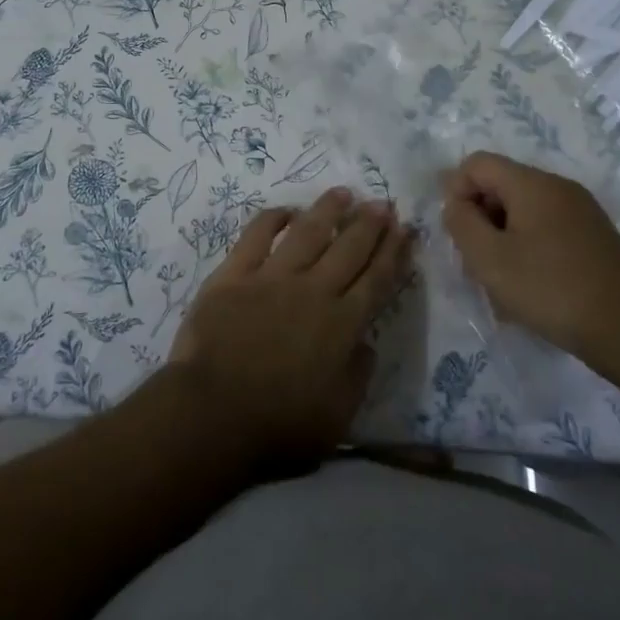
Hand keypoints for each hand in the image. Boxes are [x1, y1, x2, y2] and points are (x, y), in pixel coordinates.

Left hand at [168, 187, 411, 474]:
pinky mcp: (235, 273)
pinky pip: (257, 235)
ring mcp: (272, 276)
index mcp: (342, 324)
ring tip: (343, 193)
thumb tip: (366, 343)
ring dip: (328, 210)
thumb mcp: (338, 417)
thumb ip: (357, 375)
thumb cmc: (279, 426)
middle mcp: (313, 290)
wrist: (213, 413)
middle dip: (369, 222)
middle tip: (382, 202)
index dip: (394, 252)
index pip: (377, 279)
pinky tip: (286, 210)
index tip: (405, 229)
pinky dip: (273, 218)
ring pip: (308, 231)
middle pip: (348, 247)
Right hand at [441, 151, 619, 362]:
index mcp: (531, 183)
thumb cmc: (551, 288)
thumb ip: (461, 223)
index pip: (477, 163)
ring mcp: (580, 212)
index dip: (456, 191)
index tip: (458, 233)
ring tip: (502, 284)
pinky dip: (528, 251)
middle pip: (501, 187)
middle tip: (477, 263)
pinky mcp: (594, 238)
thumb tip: (456, 204)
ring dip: (503, 240)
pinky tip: (531, 290)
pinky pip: (546, 231)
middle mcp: (558, 188)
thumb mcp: (489, 258)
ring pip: (523, 213)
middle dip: (480, 219)